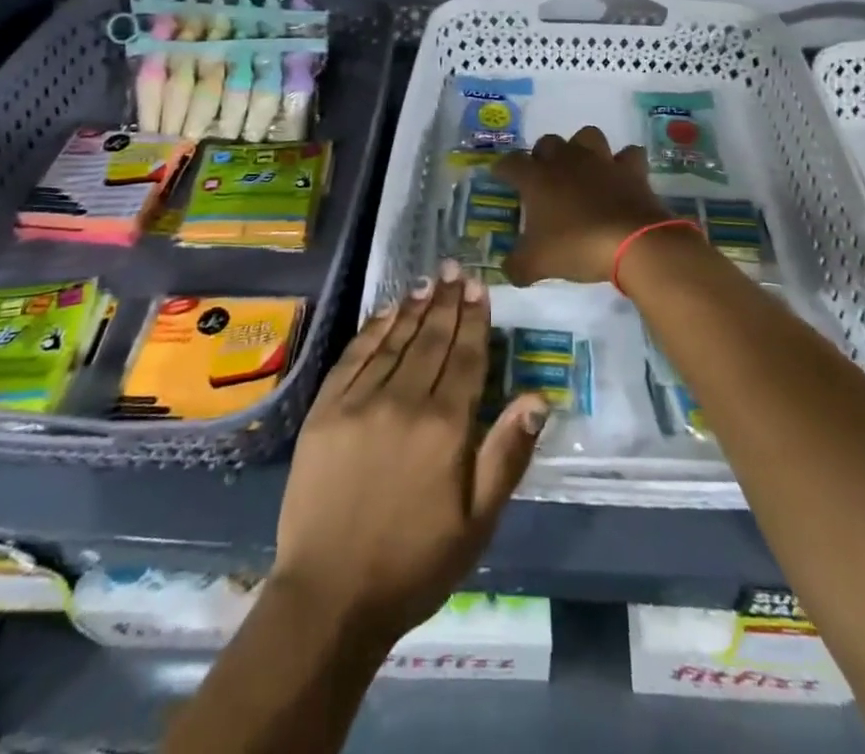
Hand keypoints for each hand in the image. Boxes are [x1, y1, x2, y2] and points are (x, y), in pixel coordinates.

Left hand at [271, 264, 548, 644]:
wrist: (329, 596)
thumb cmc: (414, 563)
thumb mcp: (477, 523)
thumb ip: (507, 455)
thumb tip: (538, 398)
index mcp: (446, 427)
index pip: (466, 357)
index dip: (475, 319)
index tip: (480, 287)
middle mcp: (404, 401)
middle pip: (432, 339)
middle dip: (448, 301)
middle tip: (457, 269)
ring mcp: (360, 400)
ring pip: (396, 340)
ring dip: (415, 308)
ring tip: (430, 281)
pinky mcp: (326, 409)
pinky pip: (356, 355)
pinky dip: (375, 329)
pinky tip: (387, 312)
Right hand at [493, 126, 669, 285]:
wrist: (632, 243)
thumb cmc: (576, 247)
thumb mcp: (537, 264)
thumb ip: (517, 266)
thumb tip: (509, 269)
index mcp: (537, 179)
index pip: (510, 163)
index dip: (503, 168)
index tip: (500, 176)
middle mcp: (566, 161)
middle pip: (548, 143)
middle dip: (542, 155)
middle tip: (543, 178)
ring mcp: (601, 161)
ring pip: (586, 136)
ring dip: (581, 148)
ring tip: (581, 169)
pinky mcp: (631, 169)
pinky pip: (628, 154)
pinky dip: (624, 162)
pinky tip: (621, 175)